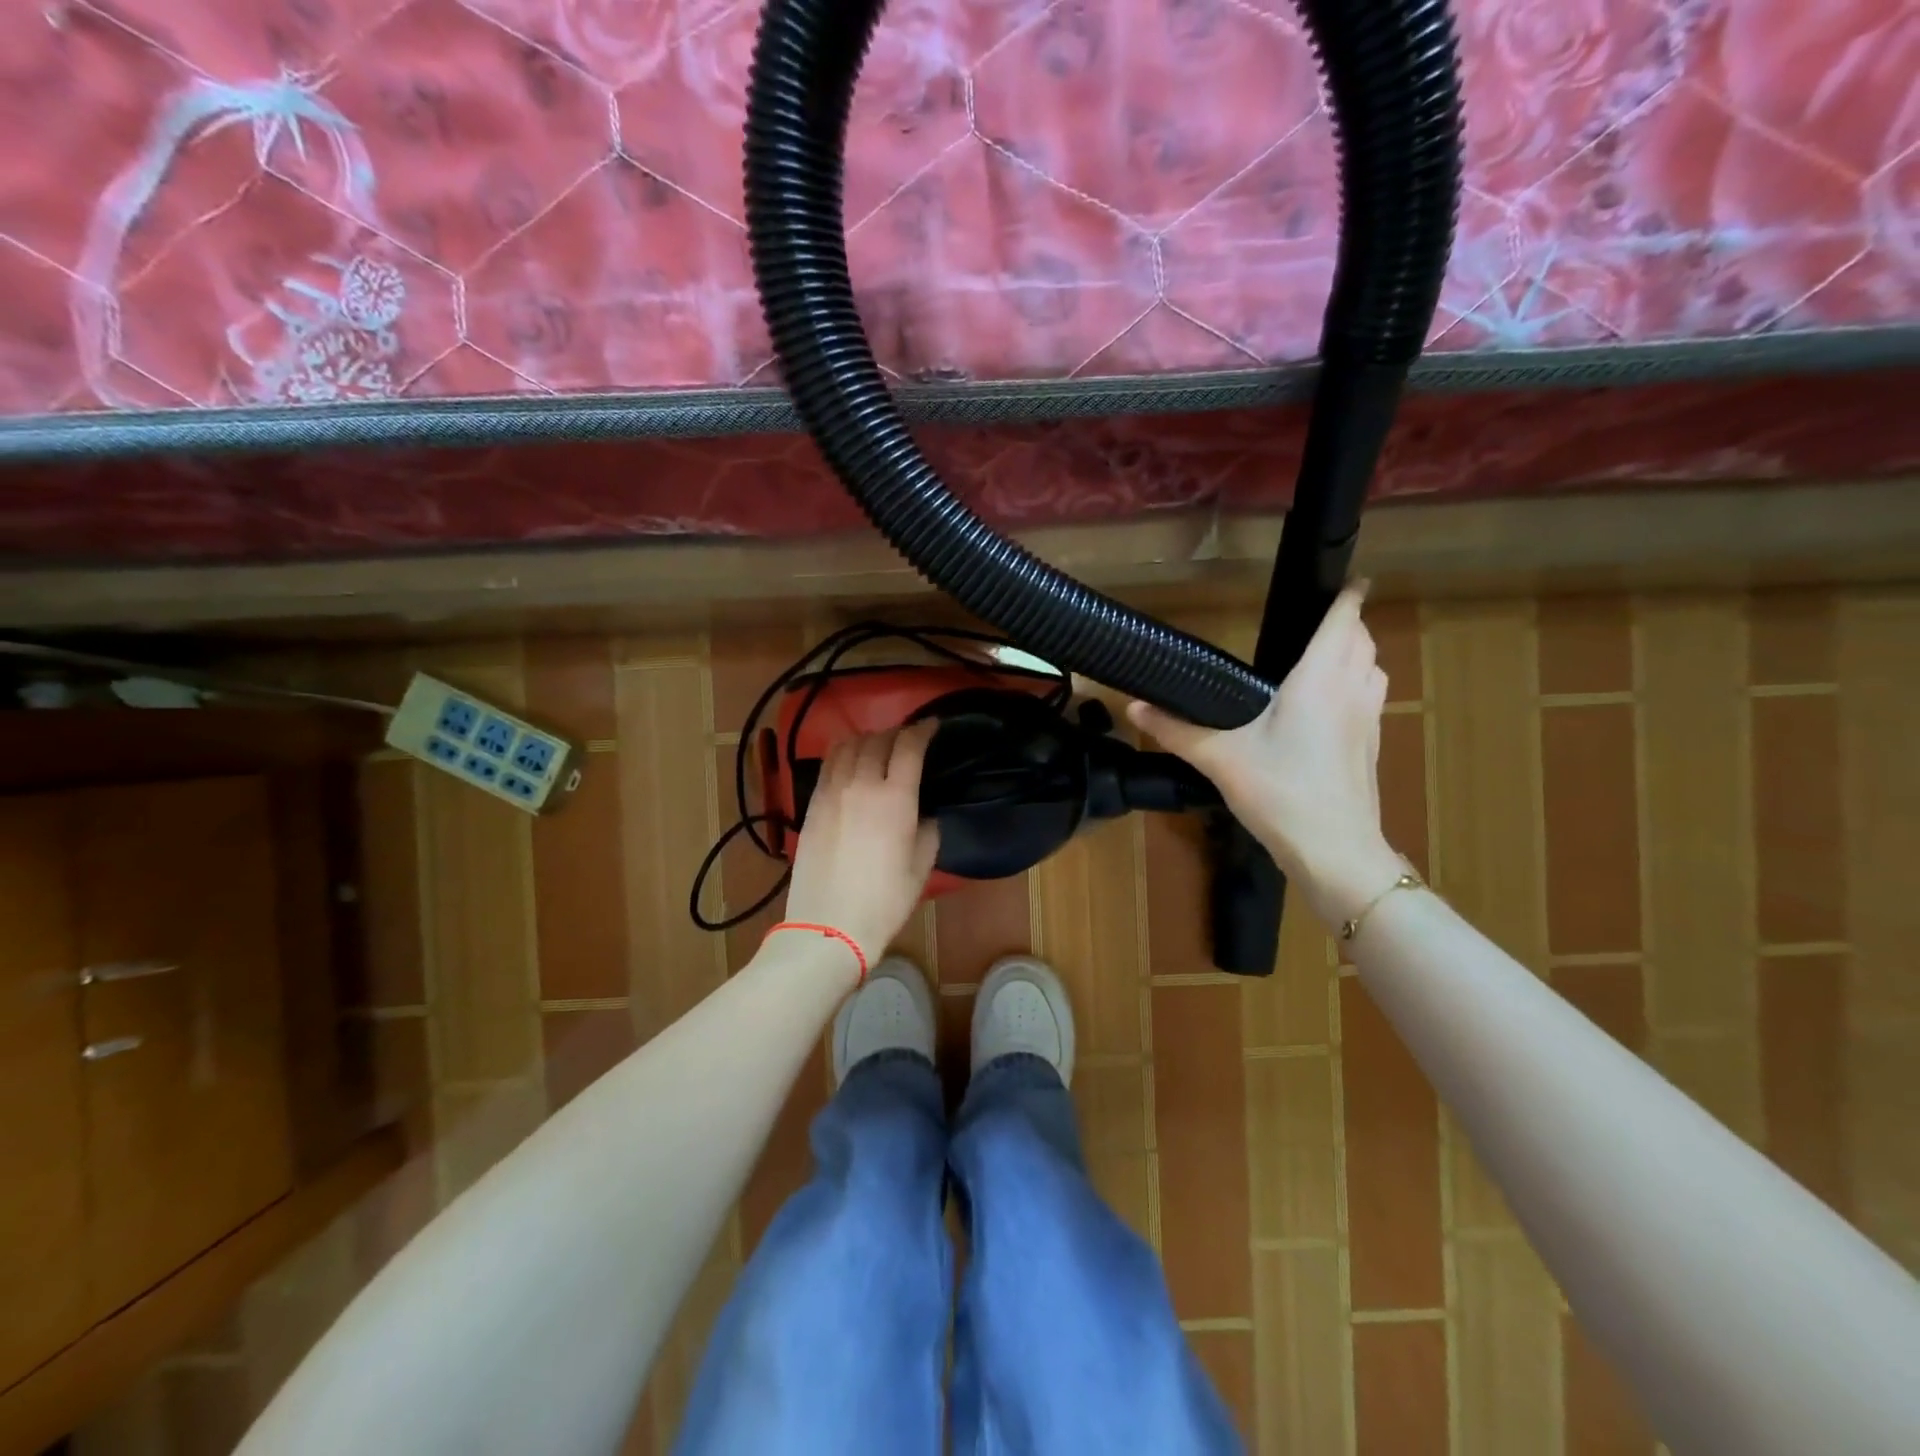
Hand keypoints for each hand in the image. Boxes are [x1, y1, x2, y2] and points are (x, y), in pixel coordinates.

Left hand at [783, 722, 940, 968]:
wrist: (829, 925)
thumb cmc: (884, 901)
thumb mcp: (921, 866)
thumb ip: (927, 830)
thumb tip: (923, 814)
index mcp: (896, 798)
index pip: (910, 747)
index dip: (923, 730)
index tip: (932, 726)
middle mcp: (862, 784)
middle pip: (878, 740)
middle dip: (897, 733)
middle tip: (907, 740)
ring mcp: (832, 792)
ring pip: (848, 746)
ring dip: (867, 739)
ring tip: (877, 745)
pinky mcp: (812, 804)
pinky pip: (828, 765)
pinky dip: (842, 753)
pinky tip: (849, 761)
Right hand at [1128, 582, 1403, 925]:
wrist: (1335, 849)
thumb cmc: (1279, 792)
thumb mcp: (1219, 759)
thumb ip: (1175, 730)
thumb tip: (1133, 706)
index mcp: (1318, 680)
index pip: (1344, 621)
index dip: (1348, 595)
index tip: (1347, 578)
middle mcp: (1351, 690)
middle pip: (1364, 640)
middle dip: (1348, 623)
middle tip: (1319, 620)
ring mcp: (1369, 719)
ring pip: (1375, 668)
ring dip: (1358, 653)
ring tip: (1326, 657)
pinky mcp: (1372, 746)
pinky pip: (1372, 697)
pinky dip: (1359, 684)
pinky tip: (1330, 706)